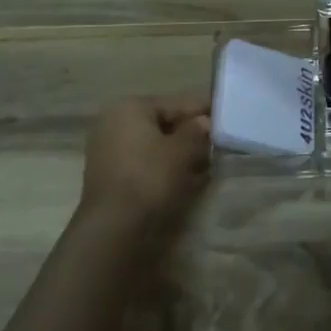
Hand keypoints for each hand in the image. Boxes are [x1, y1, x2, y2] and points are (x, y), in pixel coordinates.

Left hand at [79, 94, 211, 233]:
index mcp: (130, 106)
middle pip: (162, 122)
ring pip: (152, 143)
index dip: (202, 112)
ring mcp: (106, 148)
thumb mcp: (182, 151)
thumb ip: (197, 131)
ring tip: (203, 164)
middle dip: (189, 134)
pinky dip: (161, 166)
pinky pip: (141, 161)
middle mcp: (113, 121)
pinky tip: (183, 177)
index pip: (176, 103)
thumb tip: (204, 122)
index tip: (223, 119)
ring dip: (177, 152)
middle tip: (214, 145)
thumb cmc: (149, 177)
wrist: (113, 227)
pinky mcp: (106, 174)